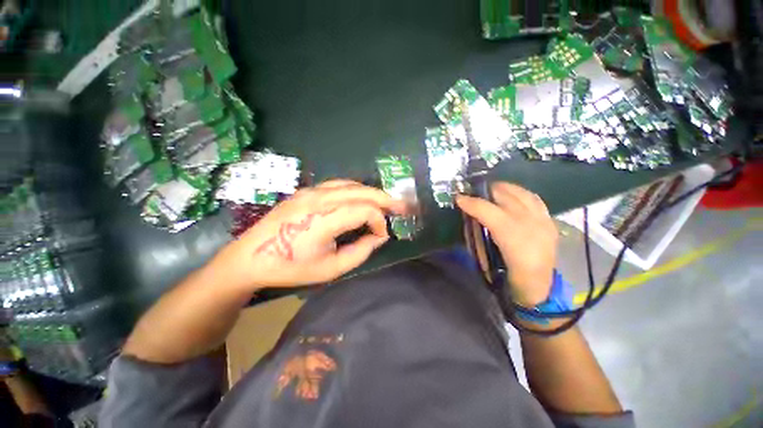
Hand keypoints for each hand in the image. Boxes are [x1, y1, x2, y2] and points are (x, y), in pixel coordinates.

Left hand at [216, 180, 407, 288]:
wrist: (251, 257)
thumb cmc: (292, 267)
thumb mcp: (331, 268)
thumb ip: (360, 252)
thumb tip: (379, 237)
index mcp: (324, 219)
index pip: (365, 211)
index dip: (380, 222)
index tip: (383, 235)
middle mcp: (319, 199)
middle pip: (362, 191)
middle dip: (385, 199)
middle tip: (401, 207)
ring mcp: (310, 191)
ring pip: (350, 184)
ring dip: (371, 193)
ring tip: (385, 202)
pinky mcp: (305, 191)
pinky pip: (337, 185)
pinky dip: (355, 190)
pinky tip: (361, 198)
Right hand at [456, 182, 557, 306]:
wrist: (538, 288)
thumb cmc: (507, 276)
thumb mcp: (485, 258)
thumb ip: (476, 234)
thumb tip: (469, 216)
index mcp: (513, 239)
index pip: (488, 211)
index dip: (471, 202)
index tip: (458, 198)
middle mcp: (531, 225)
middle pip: (505, 197)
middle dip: (485, 191)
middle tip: (472, 193)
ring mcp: (544, 221)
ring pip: (521, 193)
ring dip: (502, 189)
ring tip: (489, 191)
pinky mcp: (550, 222)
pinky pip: (533, 199)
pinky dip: (519, 193)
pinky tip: (510, 195)